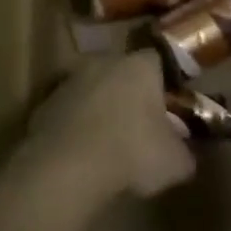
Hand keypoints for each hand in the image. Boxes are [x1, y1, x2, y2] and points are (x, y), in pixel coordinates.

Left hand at [26, 51, 194, 199]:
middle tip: (140, 126)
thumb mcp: (176, 163)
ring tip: (109, 145)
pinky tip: (82, 155)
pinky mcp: (44, 105)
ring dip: (101, 109)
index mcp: (140, 66)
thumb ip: (185, 152)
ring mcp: (70, 81)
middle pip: (123, 72)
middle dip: (131, 94)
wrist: (66, 169)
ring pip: (93, 90)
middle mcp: (104, 62)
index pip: (159, 61)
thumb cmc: (131, 154)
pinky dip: (76, 127)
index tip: (170, 107)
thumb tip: (186, 155)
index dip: (165, 83)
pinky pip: (69, 112)